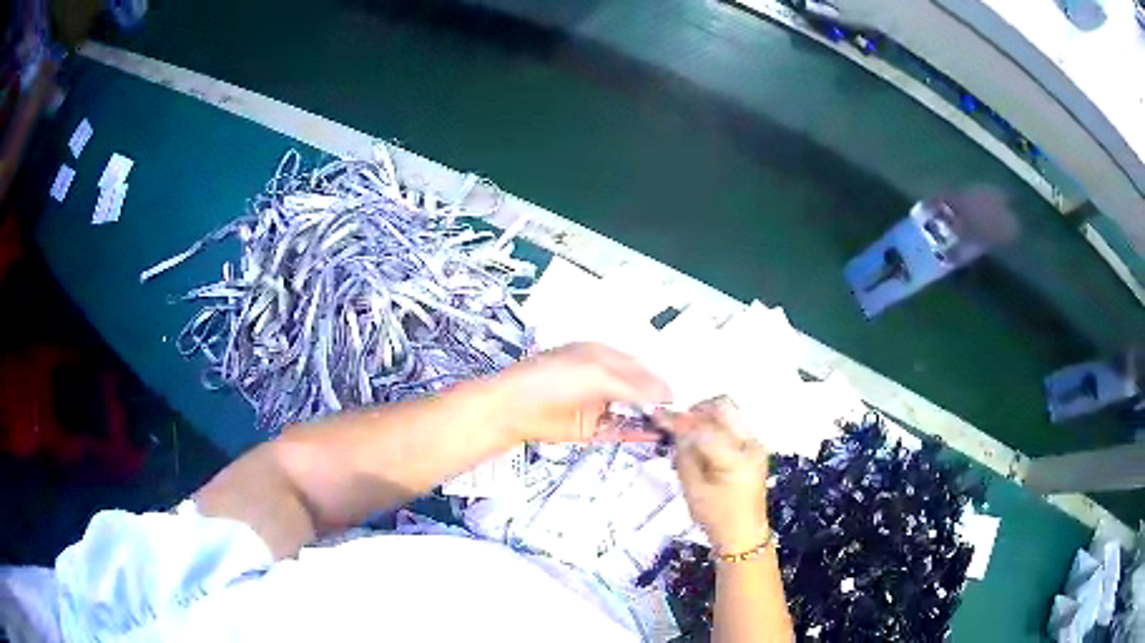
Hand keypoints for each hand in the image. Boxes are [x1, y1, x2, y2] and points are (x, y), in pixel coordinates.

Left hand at [492, 343, 671, 442]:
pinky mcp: (589, 429)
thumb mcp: (596, 374)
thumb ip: (632, 385)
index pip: (638, 367)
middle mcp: (601, 378)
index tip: (679, 398)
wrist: (513, 408)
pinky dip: (636, 433)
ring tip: (673, 429)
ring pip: (630, 411)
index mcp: (602, 355)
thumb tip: (664, 394)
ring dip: (649, 418)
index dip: (657, 381)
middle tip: (680, 416)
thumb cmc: (553, 379)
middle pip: (637, 389)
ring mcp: (596, 404)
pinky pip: (618, 430)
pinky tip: (654, 437)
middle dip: (657, 401)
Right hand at [661, 397, 770, 554]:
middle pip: (723, 407)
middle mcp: (751, 444)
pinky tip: (702, 443)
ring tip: (688, 435)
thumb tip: (676, 431)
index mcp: (735, 459)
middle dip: (696, 411)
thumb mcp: (692, 489)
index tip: (656, 415)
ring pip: (729, 412)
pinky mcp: (754, 446)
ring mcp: (756, 443)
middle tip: (677, 426)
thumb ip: (684, 456)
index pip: (703, 428)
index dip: (678, 420)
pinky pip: (733, 423)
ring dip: (706, 417)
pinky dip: (714, 425)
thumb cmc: (716, 517)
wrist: (744, 534)